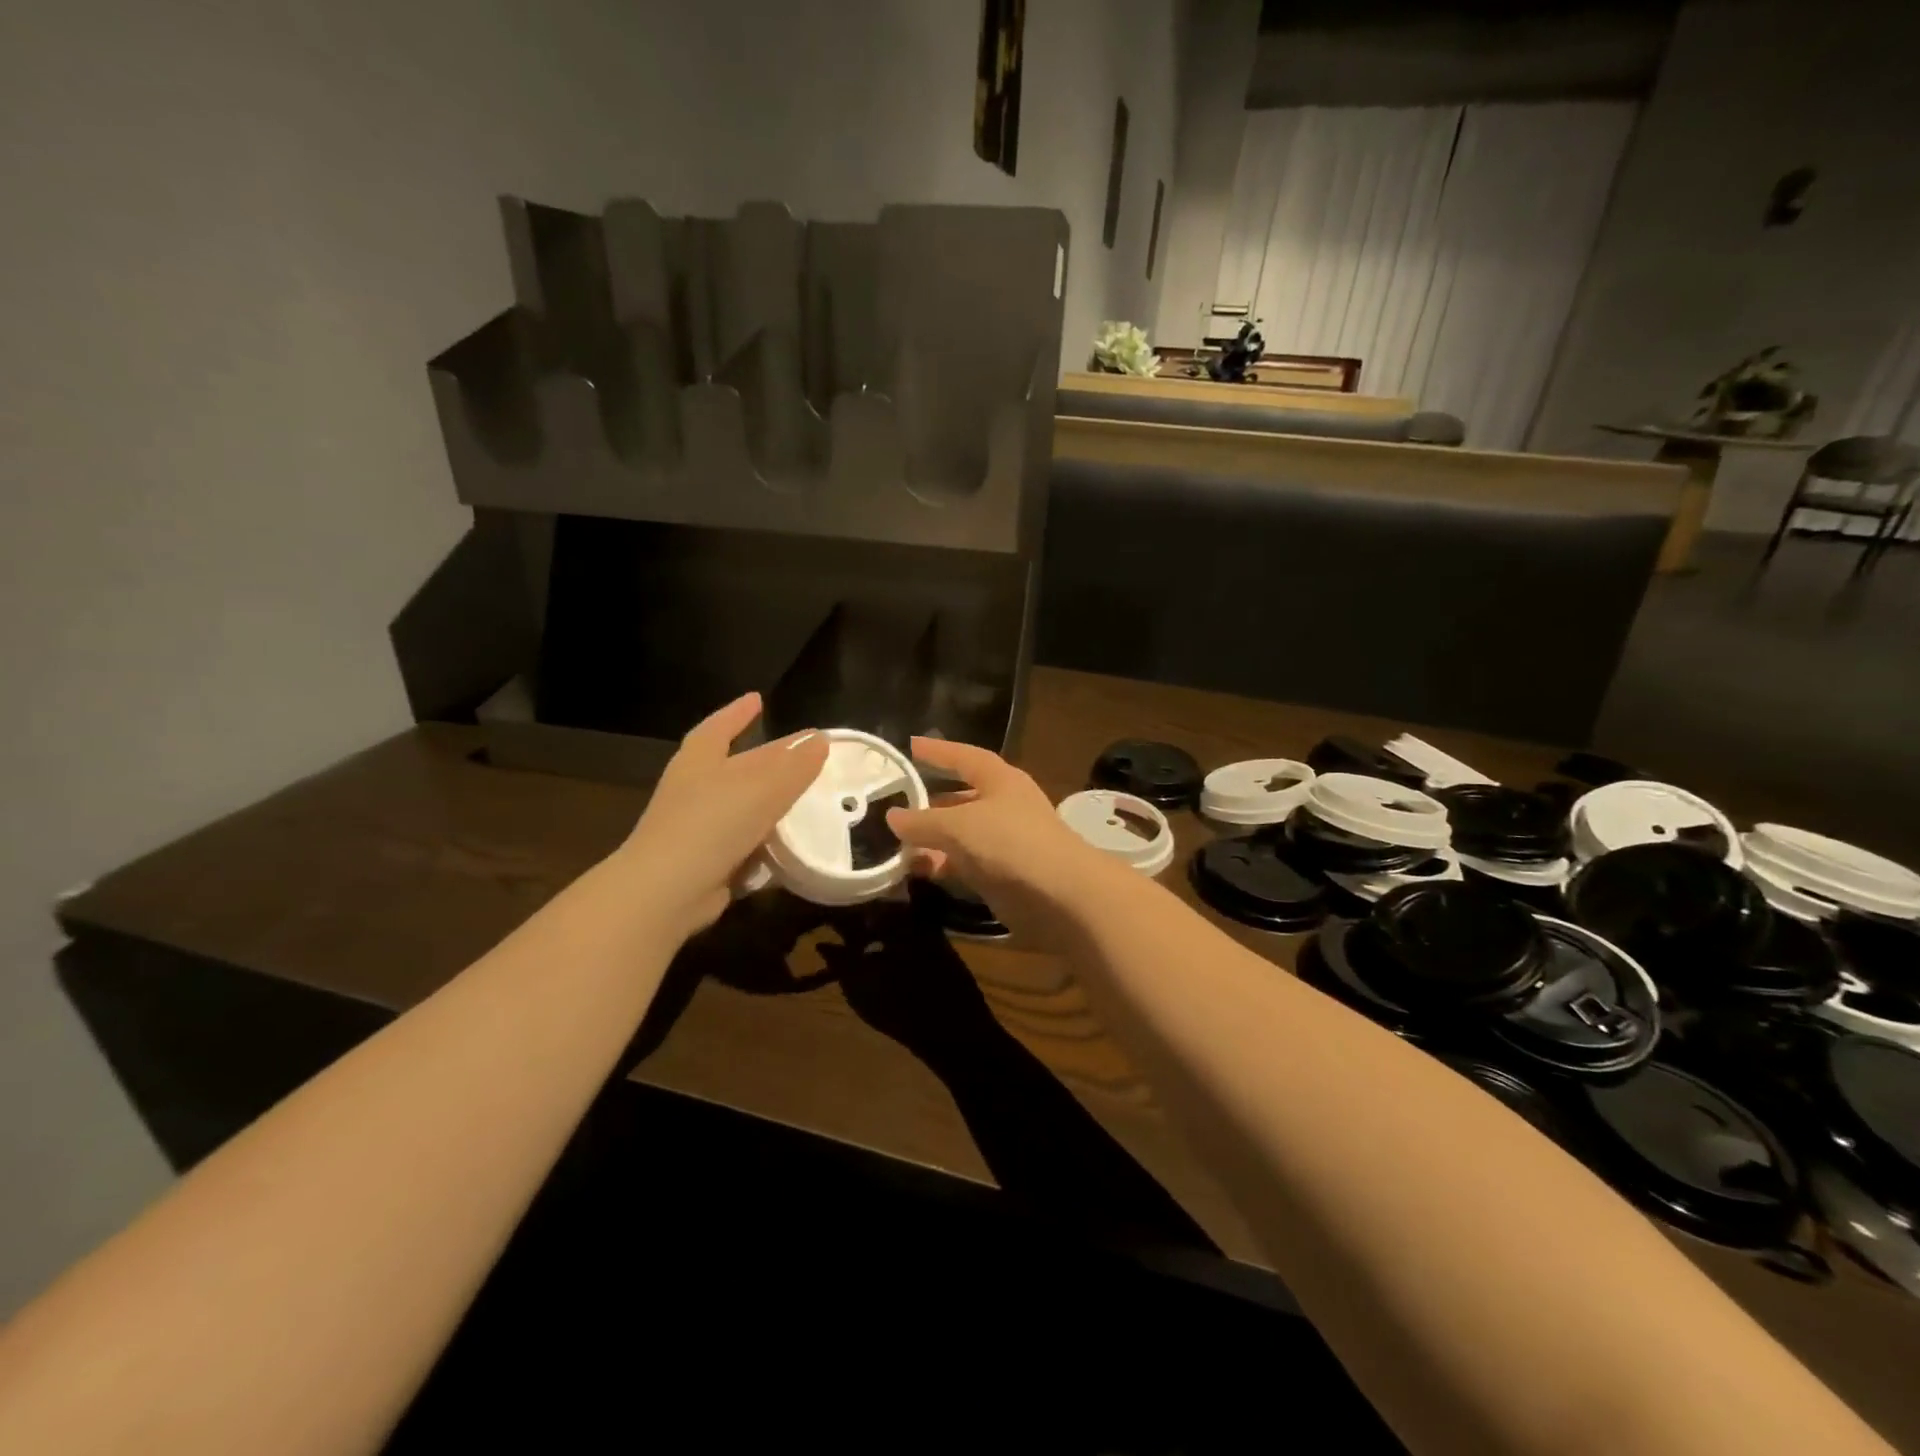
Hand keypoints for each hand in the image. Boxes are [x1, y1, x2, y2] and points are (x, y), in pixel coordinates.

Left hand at [618, 692, 828, 938]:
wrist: (668, 891)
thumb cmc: (712, 823)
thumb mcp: (762, 788)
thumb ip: (795, 766)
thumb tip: (820, 740)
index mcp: (700, 760)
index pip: (719, 727)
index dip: (738, 713)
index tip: (758, 700)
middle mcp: (696, 789)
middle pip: (739, 766)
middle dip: (770, 758)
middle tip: (806, 751)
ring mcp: (698, 828)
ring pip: (743, 806)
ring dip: (771, 801)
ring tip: (808, 796)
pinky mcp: (707, 862)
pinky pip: (745, 844)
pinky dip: (767, 841)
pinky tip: (793, 843)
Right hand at [885, 737, 1118, 941]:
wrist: (1060, 895)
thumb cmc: (1010, 842)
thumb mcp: (958, 825)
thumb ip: (922, 821)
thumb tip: (892, 816)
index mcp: (1001, 780)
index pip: (965, 757)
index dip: (939, 751)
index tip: (910, 745)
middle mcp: (1004, 806)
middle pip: (961, 798)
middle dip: (929, 802)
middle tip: (893, 804)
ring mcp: (1005, 842)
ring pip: (960, 835)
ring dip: (931, 838)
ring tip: (894, 842)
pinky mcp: (1003, 875)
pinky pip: (964, 864)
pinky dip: (942, 865)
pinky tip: (917, 870)